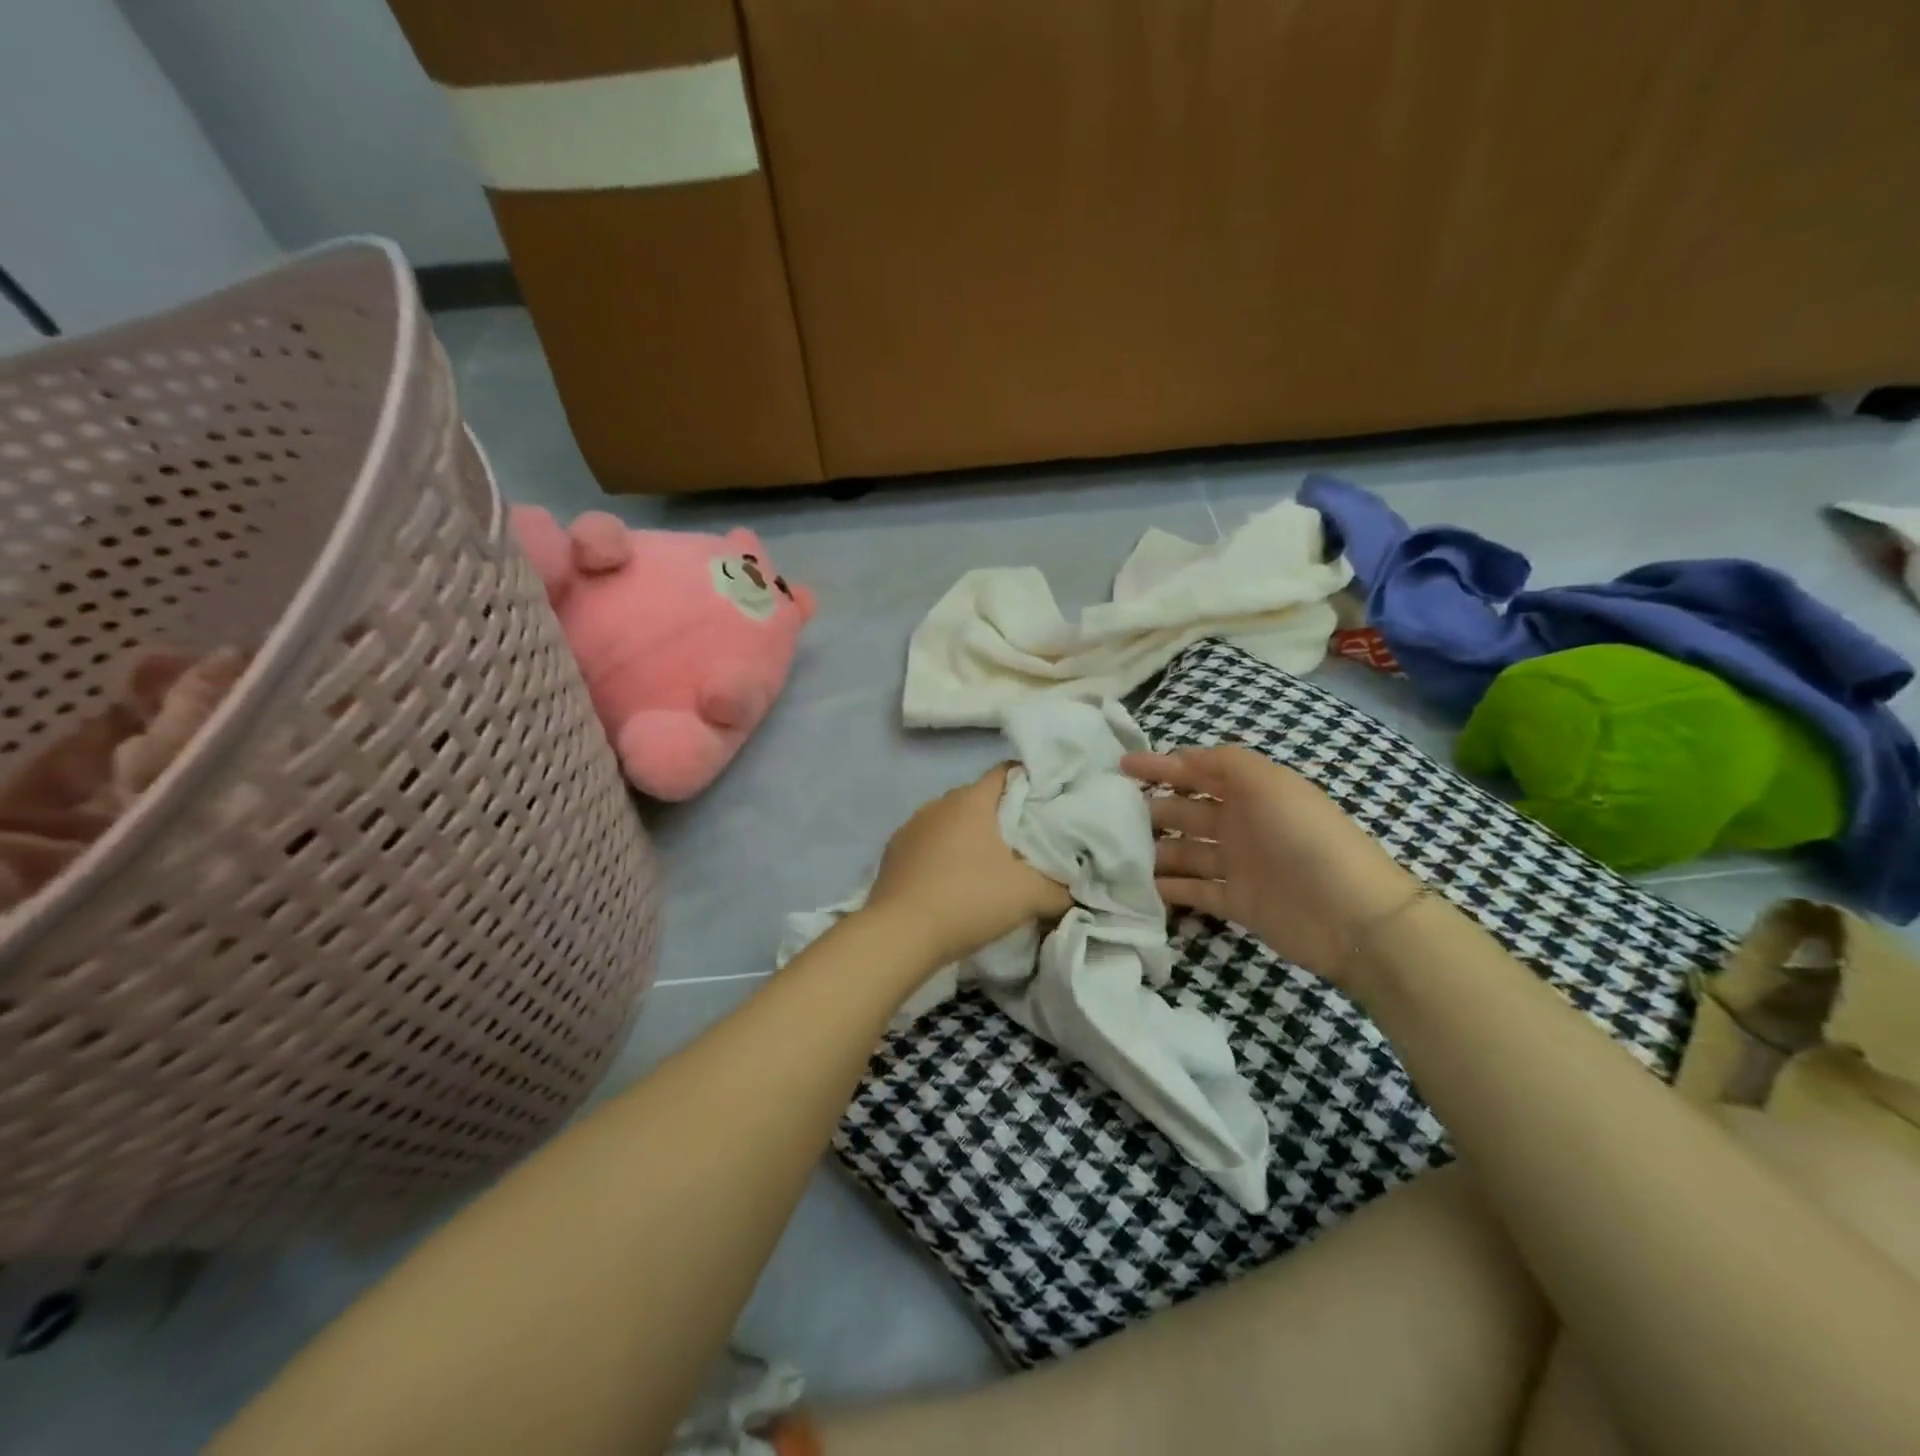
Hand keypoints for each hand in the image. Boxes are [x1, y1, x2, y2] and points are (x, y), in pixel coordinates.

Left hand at [862, 766, 1071, 966]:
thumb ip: (1060, 889)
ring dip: (968, 836)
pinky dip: (942, 855)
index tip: (1047, 804)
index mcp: (970, 801)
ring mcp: (910, 827)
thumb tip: (1075, 890)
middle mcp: (938, 804)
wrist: (899, 935)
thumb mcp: (1028, 896)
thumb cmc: (968, 900)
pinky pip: (927, 844)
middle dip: (1001, 815)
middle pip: (978, 798)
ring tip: (988, 866)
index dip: (1029, 782)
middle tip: (1025, 842)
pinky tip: (951, 882)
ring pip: (950, 821)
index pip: (1005, 772)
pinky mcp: (892, 853)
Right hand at [1122, 746, 1419, 990]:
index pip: (1197, 771)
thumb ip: (1222, 762)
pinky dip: (1168, 888)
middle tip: (1107, 814)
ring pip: (1184, 852)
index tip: (1120, 766)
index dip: (1161, 766)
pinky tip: (1136, 886)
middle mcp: (1241, 824)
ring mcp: (1238, 865)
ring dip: (1154, 850)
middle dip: (1151, 808)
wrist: (1351, 915)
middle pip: (1186, 812)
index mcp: (1251, 791)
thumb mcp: (1267, 782)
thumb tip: (1178, 757)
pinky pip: (1194, 890)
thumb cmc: (1304, 837)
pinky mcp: (1236, 903)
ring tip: (1113, 852)